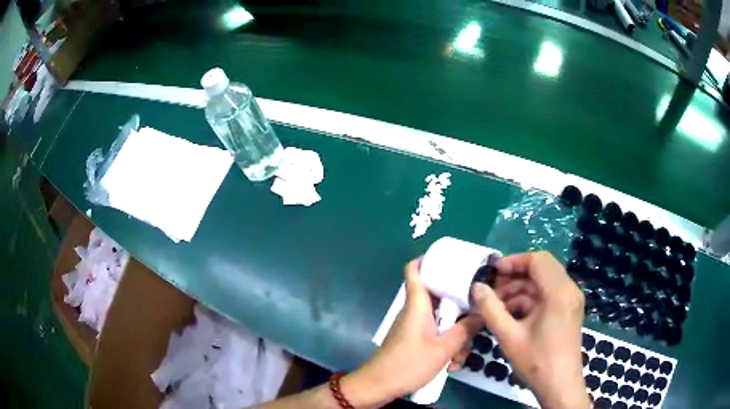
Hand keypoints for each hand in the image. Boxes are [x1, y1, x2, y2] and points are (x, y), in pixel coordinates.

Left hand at [345, 258, 482, 404]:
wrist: (379, 386)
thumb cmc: (409, 364)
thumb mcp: (444, 348)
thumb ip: (466, 329)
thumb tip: (483, 313)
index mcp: (417, 304)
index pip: (414, 270)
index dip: (428, 259)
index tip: (451, 259)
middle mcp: (415, 311)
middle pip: (441, 298)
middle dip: (459, 311)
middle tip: (474, 322)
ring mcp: (415, 326)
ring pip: (442, 321)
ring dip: (455, 337)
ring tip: (459, 358)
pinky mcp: (415, 340)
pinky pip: (436, 335)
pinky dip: (446, 346)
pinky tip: (451, 364)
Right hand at [471, 251, 589, 408]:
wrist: (560, 384)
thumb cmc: (537, 361)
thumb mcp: (509, 336)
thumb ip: (491, 309)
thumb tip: (476, 287)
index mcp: (559, 292)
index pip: (537, 260)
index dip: (513, 262)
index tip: (492, 273)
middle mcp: (569, 289)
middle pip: (542, 268)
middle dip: (515, 276)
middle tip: (493, 290)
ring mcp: (571, 299)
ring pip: (544, 282)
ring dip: (521, 289)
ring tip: (498, 306)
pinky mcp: (569, 309)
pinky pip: (548, 294)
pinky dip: (530, 300)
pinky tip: (512, 315)